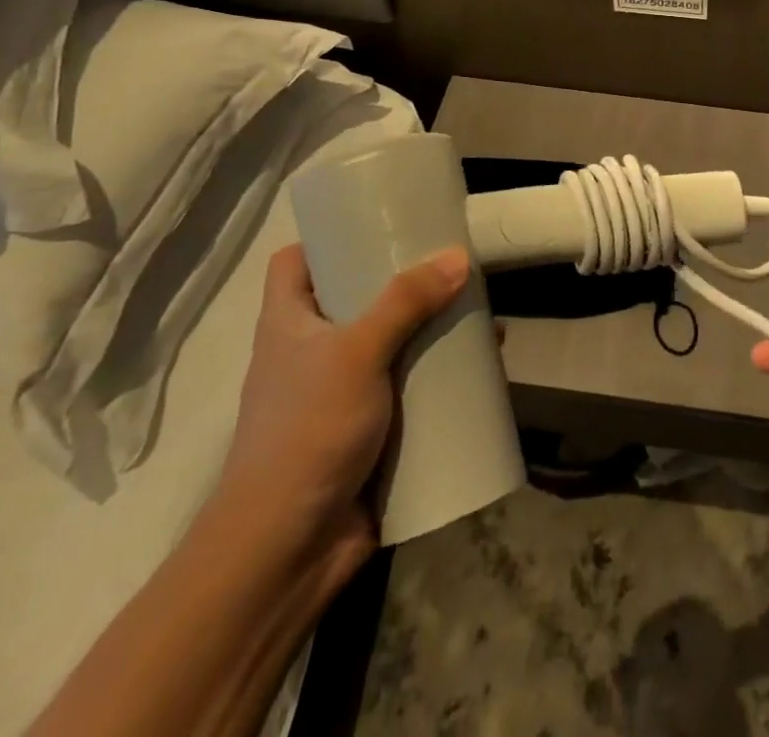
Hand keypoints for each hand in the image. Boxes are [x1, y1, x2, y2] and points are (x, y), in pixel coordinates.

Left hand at [210, 242, 468, 579]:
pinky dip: (442, 373)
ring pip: (391, 342)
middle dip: (403, 280)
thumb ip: (405, 302)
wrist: (288, 550)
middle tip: (448, 258)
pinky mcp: (372, 428)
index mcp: (289, 324)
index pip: (294, 263)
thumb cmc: (306, 433)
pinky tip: (480, 362)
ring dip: (431, 327)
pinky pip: (412, 386)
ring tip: (476, 306)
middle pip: (357, 297)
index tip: (376, 219)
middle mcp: (312, 352)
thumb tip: (459, 256)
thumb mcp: (354, 354)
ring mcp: (342, 392)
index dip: (327, 238)